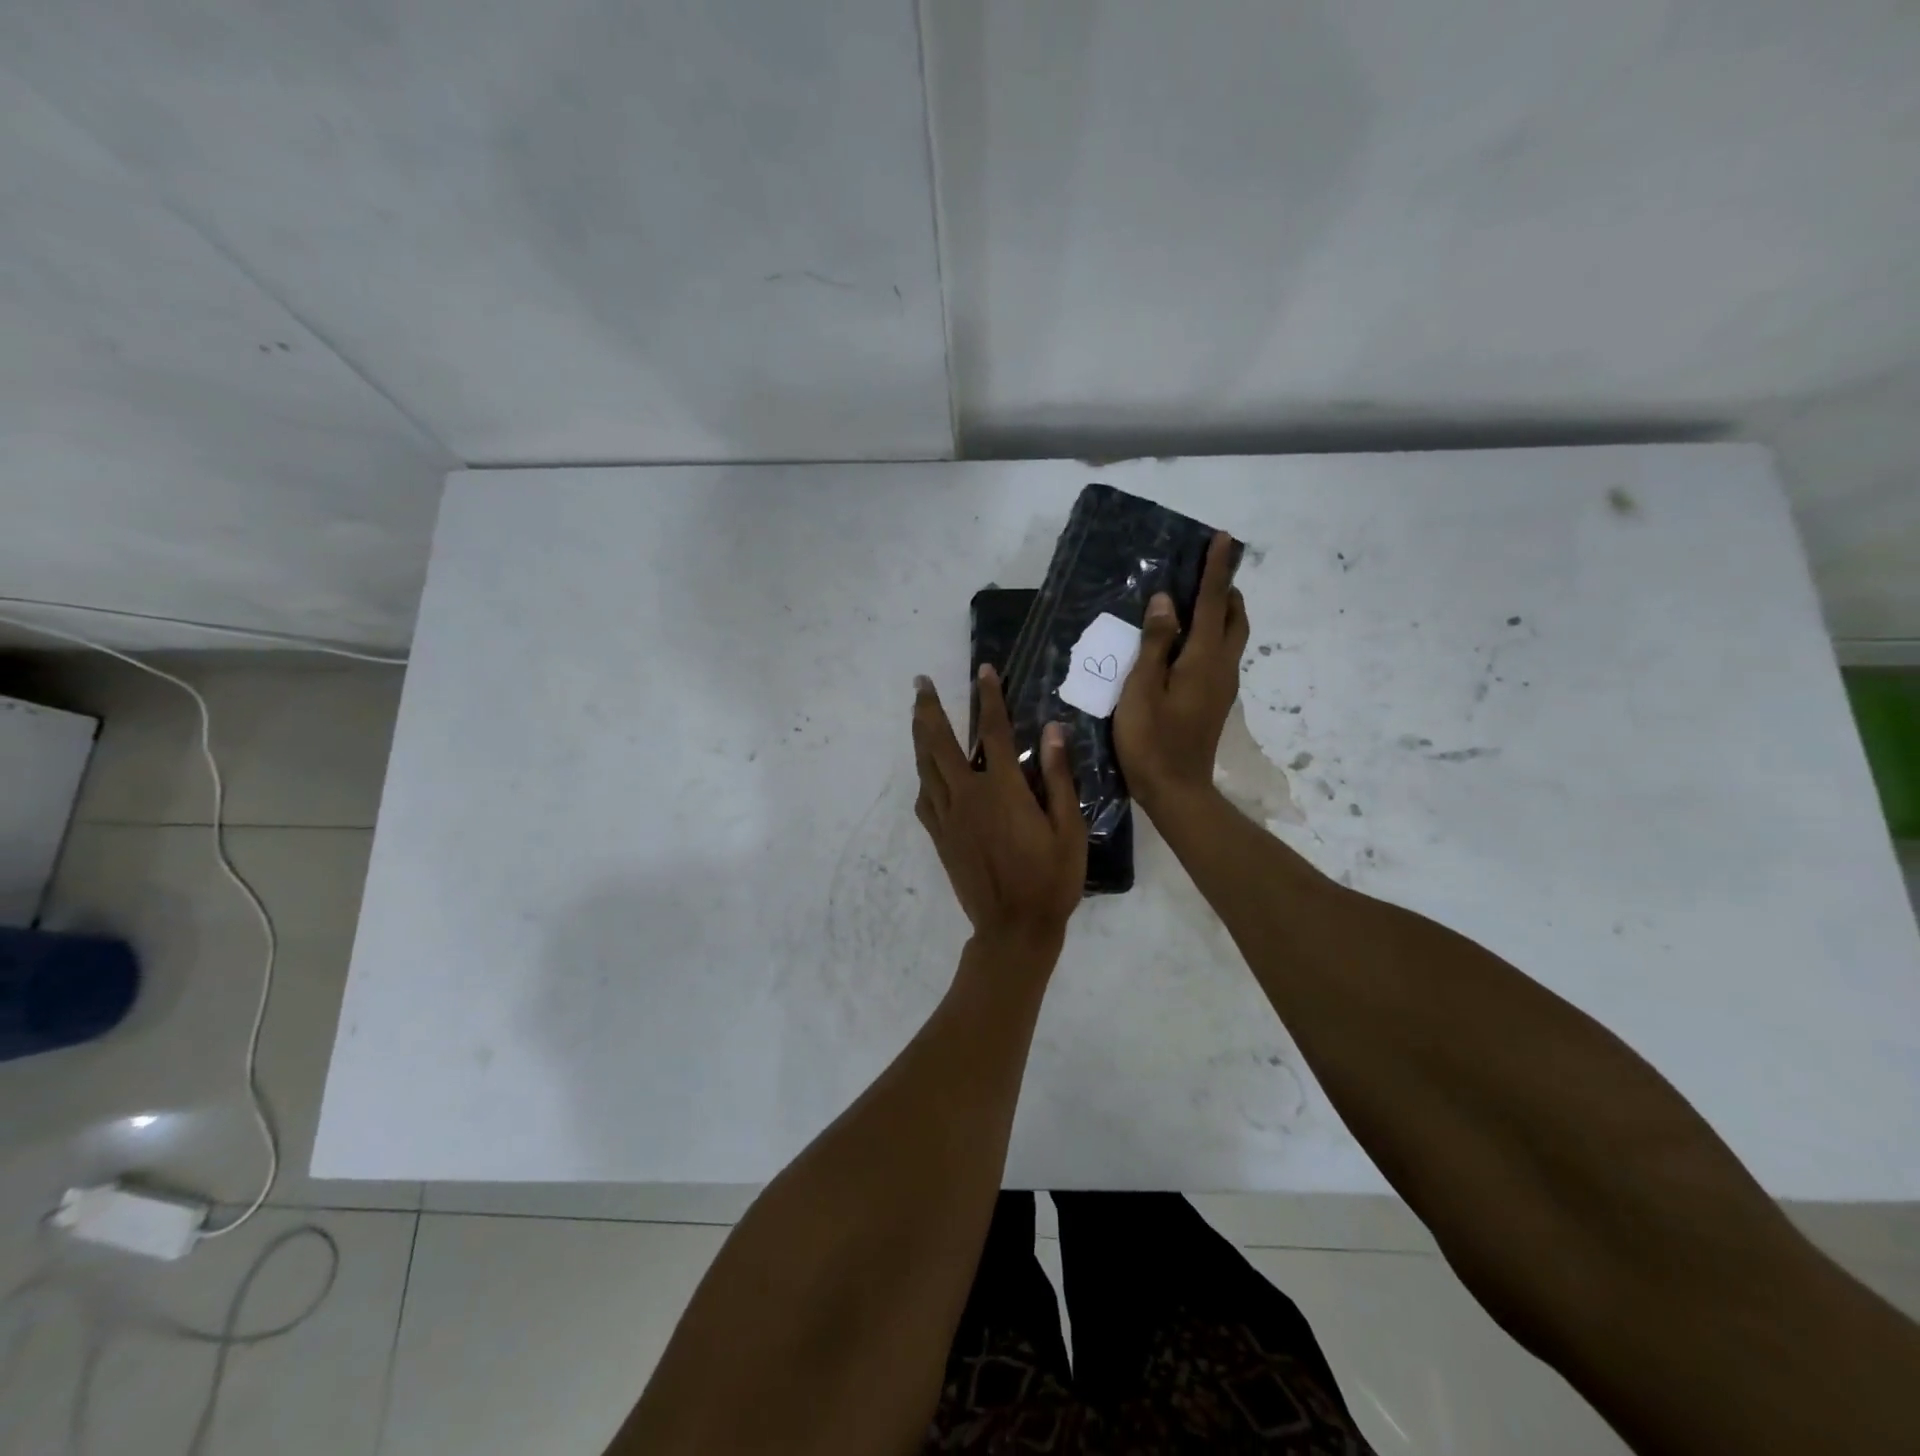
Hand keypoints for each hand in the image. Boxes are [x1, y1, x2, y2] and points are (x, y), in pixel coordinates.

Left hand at [911, 665, 1087, 952]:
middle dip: (929, 708)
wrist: (1013, 928)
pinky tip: (925, 771)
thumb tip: (1052, 731)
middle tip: (920, 683)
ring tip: (916, 713)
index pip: (994, 732)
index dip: (989, 698)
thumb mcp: (1068, 828)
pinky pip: (924, 798)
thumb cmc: (1050, 879)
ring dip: (919, 736)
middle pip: (940, 742)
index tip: (983, 672)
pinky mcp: (940, 837)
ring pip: (925, 767)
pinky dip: (923, 777)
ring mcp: (948, 817)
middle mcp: (968, 796)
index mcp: (1002, 790)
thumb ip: (1057, 777)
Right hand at [1114, 531, 1248, 811]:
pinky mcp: (1215, 702)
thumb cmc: (1151, 741)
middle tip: (1204, 571)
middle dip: (1225, 589)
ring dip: (1221, 612)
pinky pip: (1221, 654)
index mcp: (1203, 659)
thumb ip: (1154, 644)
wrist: (1177, 791)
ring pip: (1231, 637)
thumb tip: (1164, 603)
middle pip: (1234, 617)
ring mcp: (1222, 687)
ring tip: (1194, 600)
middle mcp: (1222, 667)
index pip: (1213, 603)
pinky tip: (1185, 642)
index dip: (1216, 570)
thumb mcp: (1141, 690)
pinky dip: (1212, 634)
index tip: (1222, 538)